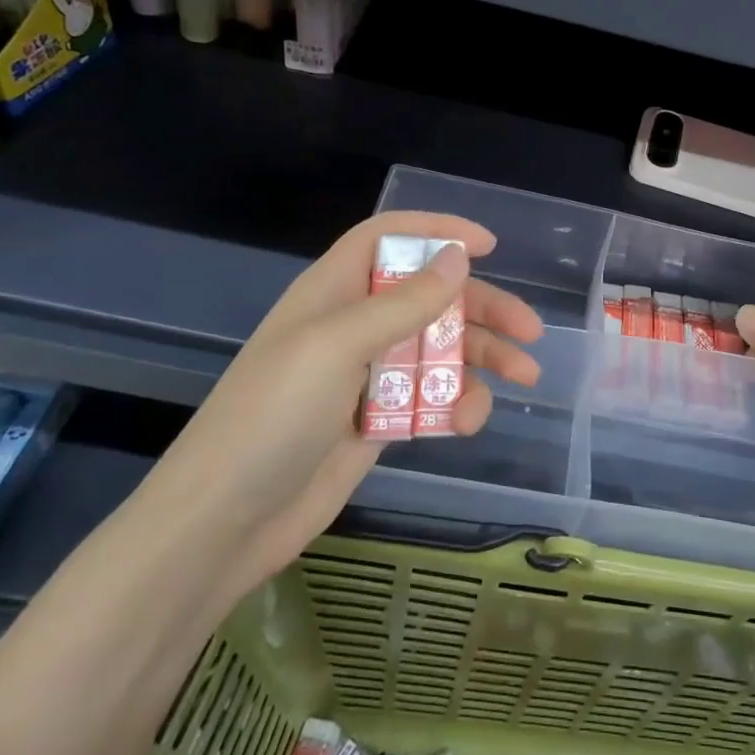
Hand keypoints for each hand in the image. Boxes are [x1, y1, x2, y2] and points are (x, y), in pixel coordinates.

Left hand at [141, 212, 543, 599]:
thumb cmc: (273, 416)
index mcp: (334, 292)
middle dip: (483, 309)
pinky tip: (467, 423)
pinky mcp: (377, 421)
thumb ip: (403, 303)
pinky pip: (430, 398)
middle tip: (530, 331)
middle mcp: (353, 327)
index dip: (437, 232)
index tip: (489, 246)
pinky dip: (456, 404)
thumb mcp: (337, 346)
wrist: (223, 522)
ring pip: (439, 350)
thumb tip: (457, 258)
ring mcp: (366, 376)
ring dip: (483, 359)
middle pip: (430, 298)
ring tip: (524, 377)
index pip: (388, 239)